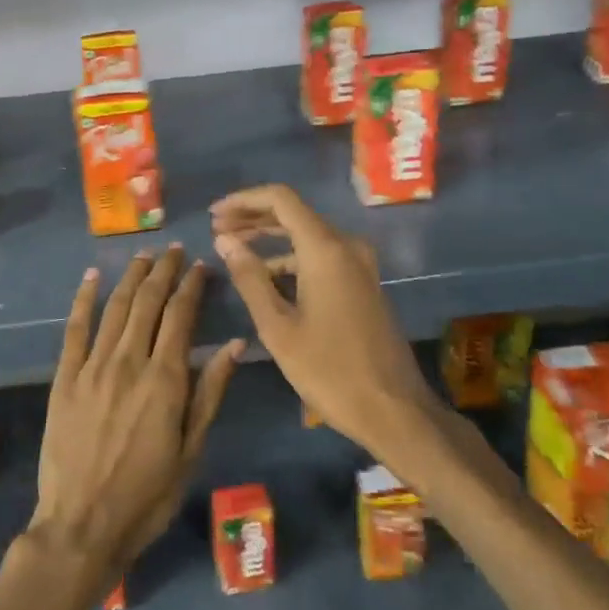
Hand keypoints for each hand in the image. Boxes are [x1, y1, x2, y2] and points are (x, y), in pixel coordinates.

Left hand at [30, 247, 243, 574]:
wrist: (81, 526)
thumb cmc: (147, 496)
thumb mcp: (191, 450)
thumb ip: (210, 392)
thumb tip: (236, 344)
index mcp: (165, 379)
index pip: (181, 315)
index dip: (192, 285)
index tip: (200, 265)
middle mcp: (129, 361)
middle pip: (148, 302)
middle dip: (163, 271)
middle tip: (174, 250)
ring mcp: (92, 367)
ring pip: (115, 307)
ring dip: (131, 277)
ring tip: (144, 255)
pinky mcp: (65, 377)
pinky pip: (75, 329)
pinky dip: (84, 299)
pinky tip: (91, 277)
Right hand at [211, 184, 438, 456]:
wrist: (394, 410)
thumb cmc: (330, 370)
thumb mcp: (278, 327)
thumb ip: (249, 278)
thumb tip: (224, 240)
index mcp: (326, 249)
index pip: (281, 199)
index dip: (244, 200)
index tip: (214, 214)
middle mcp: (346, 246)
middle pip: (294, 213)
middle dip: (253, 217)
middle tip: (217, 229)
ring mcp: (359, 264)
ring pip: (307, 235)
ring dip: (270, 238)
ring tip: (233, 250)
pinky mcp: (363, 283)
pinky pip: (321, 255)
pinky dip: (291, 257)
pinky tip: (266, 276)